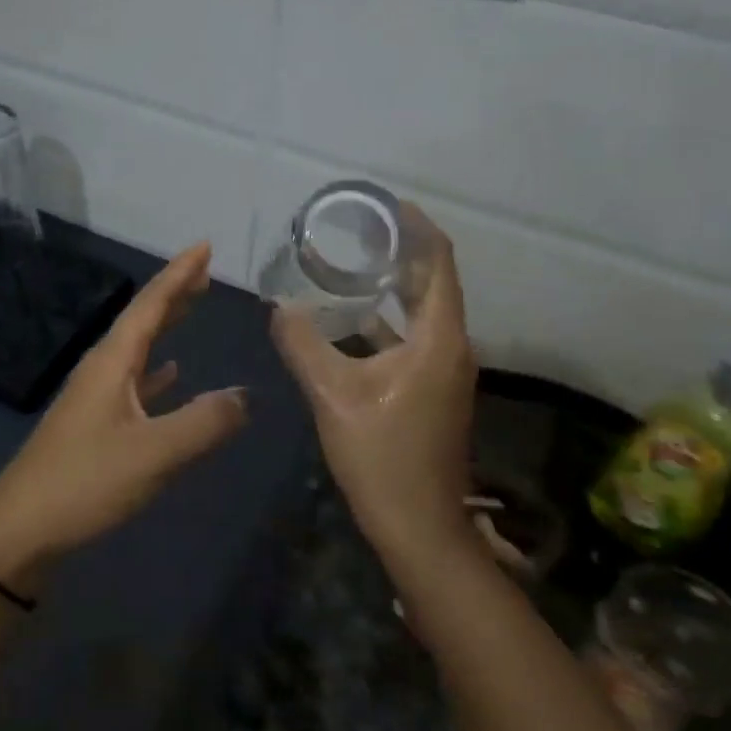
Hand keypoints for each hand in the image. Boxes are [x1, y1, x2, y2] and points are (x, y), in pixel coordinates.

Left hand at [0, 243, 248, 587]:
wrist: (20, 530)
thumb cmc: (85, 483)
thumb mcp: (154, 454)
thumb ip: (203, 423)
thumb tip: (246, 396)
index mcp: (112, 363)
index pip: (149, 305)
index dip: (178, 275)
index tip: (204, 246)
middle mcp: (101, 371)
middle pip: (141, 320)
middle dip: (174, 294)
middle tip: (205, 272)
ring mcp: (94, 399)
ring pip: (137, 349)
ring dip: (165, 327)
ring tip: (192, 309)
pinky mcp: (93, 426)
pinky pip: (133, 383)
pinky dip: (156, 372)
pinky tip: (170, 375)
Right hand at [271, 204, 476, 558]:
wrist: (418, 525)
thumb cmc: (382, 457)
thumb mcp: (332, 396)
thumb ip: (303, 345)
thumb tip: (279, 307)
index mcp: (438, 338)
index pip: (439, 262)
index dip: (416, 227)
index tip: (384, 205)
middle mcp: (451, 346)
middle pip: (432, 282)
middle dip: (399, 252)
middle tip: (356, 230)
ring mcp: (445, 370)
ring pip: (421, 312)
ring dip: (391, 287)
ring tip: (349, 264)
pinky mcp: (433, 390)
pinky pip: (413, 338)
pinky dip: (386, 321)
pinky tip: (349, 322)